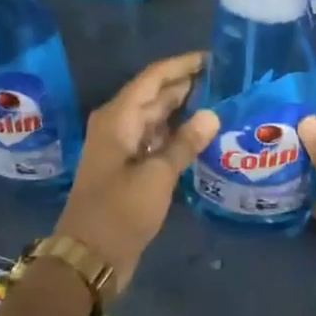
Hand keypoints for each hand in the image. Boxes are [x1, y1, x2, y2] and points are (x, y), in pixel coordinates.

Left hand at [56, 51, 218, 294]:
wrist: (89, 257)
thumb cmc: (120, 212)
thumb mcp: (157, 177)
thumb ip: (184, 144)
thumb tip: (211, 114)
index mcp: (118, 118)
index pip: (153, 78)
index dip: (182, 65)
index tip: (213, 58)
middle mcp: (119, 125)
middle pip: (155, 95)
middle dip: (187, 85)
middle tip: (226, 80)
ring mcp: (123, 147)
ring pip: (157, 117)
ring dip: (184, 109)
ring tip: (221, 101)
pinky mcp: (130, 168)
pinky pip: (156, 139)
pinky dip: (177, 134)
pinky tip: (202, 135)